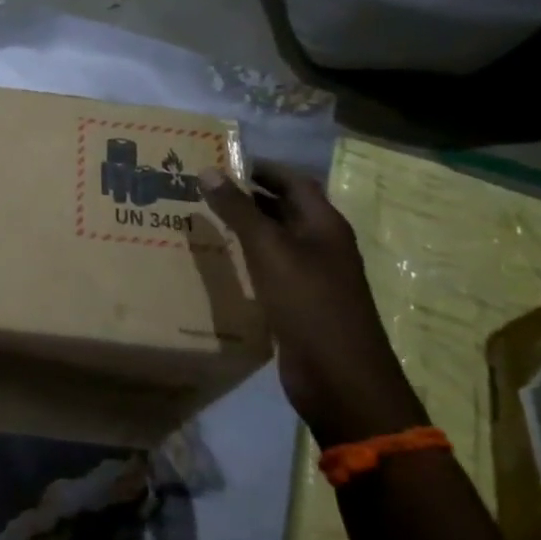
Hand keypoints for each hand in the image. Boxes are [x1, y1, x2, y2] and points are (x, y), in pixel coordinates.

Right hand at [202, 159, 427, 447]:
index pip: (292, 181)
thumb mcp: (270, 250)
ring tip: (201, 220)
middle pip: (283, 209)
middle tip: (202, 190)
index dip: (260, 168)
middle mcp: (320, 245)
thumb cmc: (309, 304)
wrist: (339, 377)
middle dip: (247, 197)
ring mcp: (311, 276)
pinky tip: (218, 263)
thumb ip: (239, 210)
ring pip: (274, 241)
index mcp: (323, 225)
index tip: (220, 162)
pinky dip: (246, 260)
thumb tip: (209, 171)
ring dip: (244, 229)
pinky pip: (269, 271)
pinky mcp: (298, 304)